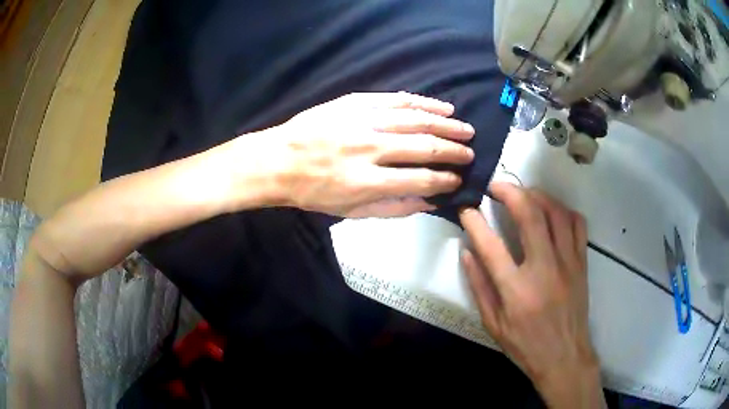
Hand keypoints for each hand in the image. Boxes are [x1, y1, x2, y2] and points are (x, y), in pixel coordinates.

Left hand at [227, 92, 474, 217]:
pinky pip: (394, 99)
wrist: (278, 161)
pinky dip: (421, 102)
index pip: (420, 179)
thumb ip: (393, 208)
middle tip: (470, 152)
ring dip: (445, 123)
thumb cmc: (313, 192)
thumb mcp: (350, 212)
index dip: (445, 180)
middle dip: (453, 150)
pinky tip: (439, 107)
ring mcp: (361, 121)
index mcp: (366, 181)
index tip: (458, 178)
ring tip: (464, 127)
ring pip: (414, 118)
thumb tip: (430, 202)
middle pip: (424, 146)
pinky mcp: (353, 102)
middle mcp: (369, 148)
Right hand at [459, 183, 603, 407]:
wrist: (565, 357)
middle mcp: (544, 269)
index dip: (474, 221)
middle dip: (509, 192)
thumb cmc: (526, 345)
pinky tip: (552, 212)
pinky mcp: (582, 263)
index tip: (466, 208)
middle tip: (495, 186)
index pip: (491, 245)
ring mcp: (568, 263)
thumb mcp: (493, 325)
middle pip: (529, 215)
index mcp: (517, 291)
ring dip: (537, 195)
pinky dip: (563, 210)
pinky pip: (577, 224)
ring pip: (556, 212)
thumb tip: (467, 252)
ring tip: (523, 194)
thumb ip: (479, 287)